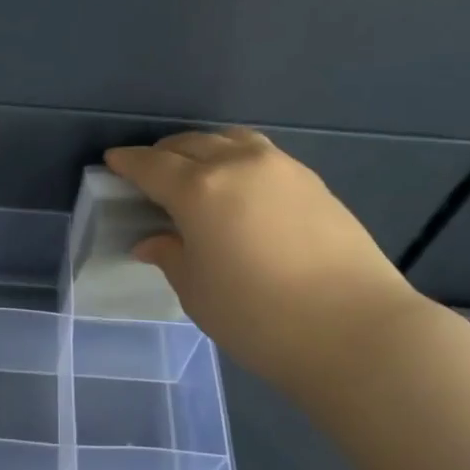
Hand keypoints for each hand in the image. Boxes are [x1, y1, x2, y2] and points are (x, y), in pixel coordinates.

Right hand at [105, 130, 422, 387]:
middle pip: (190, 144)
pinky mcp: (312, 181)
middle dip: (163, 155)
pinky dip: (237, 159)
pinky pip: (260, 154)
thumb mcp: (198, 292)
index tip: (113, 162)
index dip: (128, 163)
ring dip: (203, 150)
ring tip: (194, 173)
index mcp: (199, 189)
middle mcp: (237, 164)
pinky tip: (238, 186)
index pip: (152, 165)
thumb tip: (152, 240)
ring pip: (229, 140)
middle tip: (150, 174)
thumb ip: (171, 256)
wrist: (357, 329)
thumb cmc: (259, 317)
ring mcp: (280, 168)